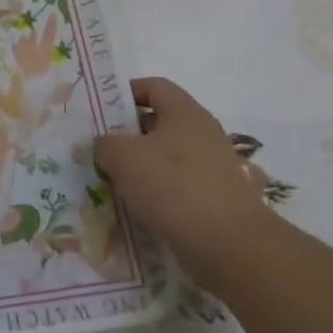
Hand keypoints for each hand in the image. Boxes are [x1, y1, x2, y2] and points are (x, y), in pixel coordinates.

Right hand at [92, 78, 271, 256]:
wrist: (229, 246)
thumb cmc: (173, 187)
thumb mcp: (123, 157)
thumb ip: (104, 143)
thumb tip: (103, 144)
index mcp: (186, 112)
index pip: (155, 86)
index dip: (127, 93)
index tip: (103, 112)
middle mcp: (207, 134)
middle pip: (163, 123)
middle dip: (132, 136)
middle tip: (105, 153)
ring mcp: (219, 168)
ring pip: (173, 159)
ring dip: (147, 169)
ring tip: (121, 187)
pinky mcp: (224, 201)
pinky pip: (186, 189)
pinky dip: (167, 196)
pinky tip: (149, 212)